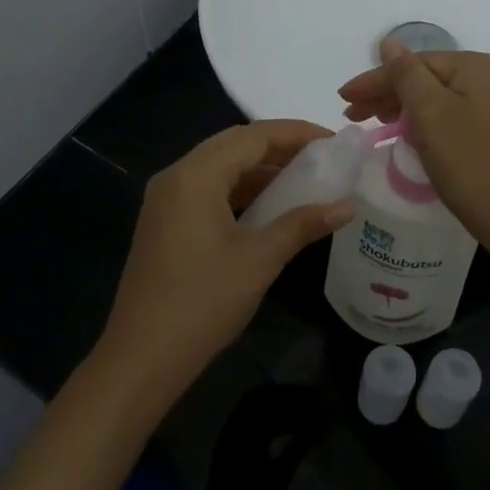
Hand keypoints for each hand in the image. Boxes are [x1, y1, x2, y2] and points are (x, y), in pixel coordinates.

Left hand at [97, 121, 353, 408]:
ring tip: (302, 179)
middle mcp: (176, 176)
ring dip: (259, 169)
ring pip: (219, 167)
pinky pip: (206, 189)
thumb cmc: (203, 302)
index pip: (253, 136)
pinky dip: (239, 189)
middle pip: (233, 145)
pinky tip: (267, 206)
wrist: (142, 356)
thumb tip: (346, 206)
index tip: (333, 141)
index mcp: (196, 176)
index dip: (296, 133)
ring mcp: (165, 200)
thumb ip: (302, 225)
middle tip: (321, 158)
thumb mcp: (260, 259)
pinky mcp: (164, 222)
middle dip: (279, 146)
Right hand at [338, 41, 489, 256]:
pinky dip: (422, 123)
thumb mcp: (431, 114)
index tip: (343, 100)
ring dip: (401, 108)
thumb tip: (389, 42)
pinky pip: (447, 117)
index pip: (412, 63)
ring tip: (373, 124)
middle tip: (352, 115)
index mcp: (473, 67)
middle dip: (386, 94)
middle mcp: (487, 79)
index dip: (374, 80)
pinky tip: (406, 135)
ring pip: (434, 98)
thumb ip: (406, 75)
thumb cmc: (471, 163)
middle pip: (424, 78)